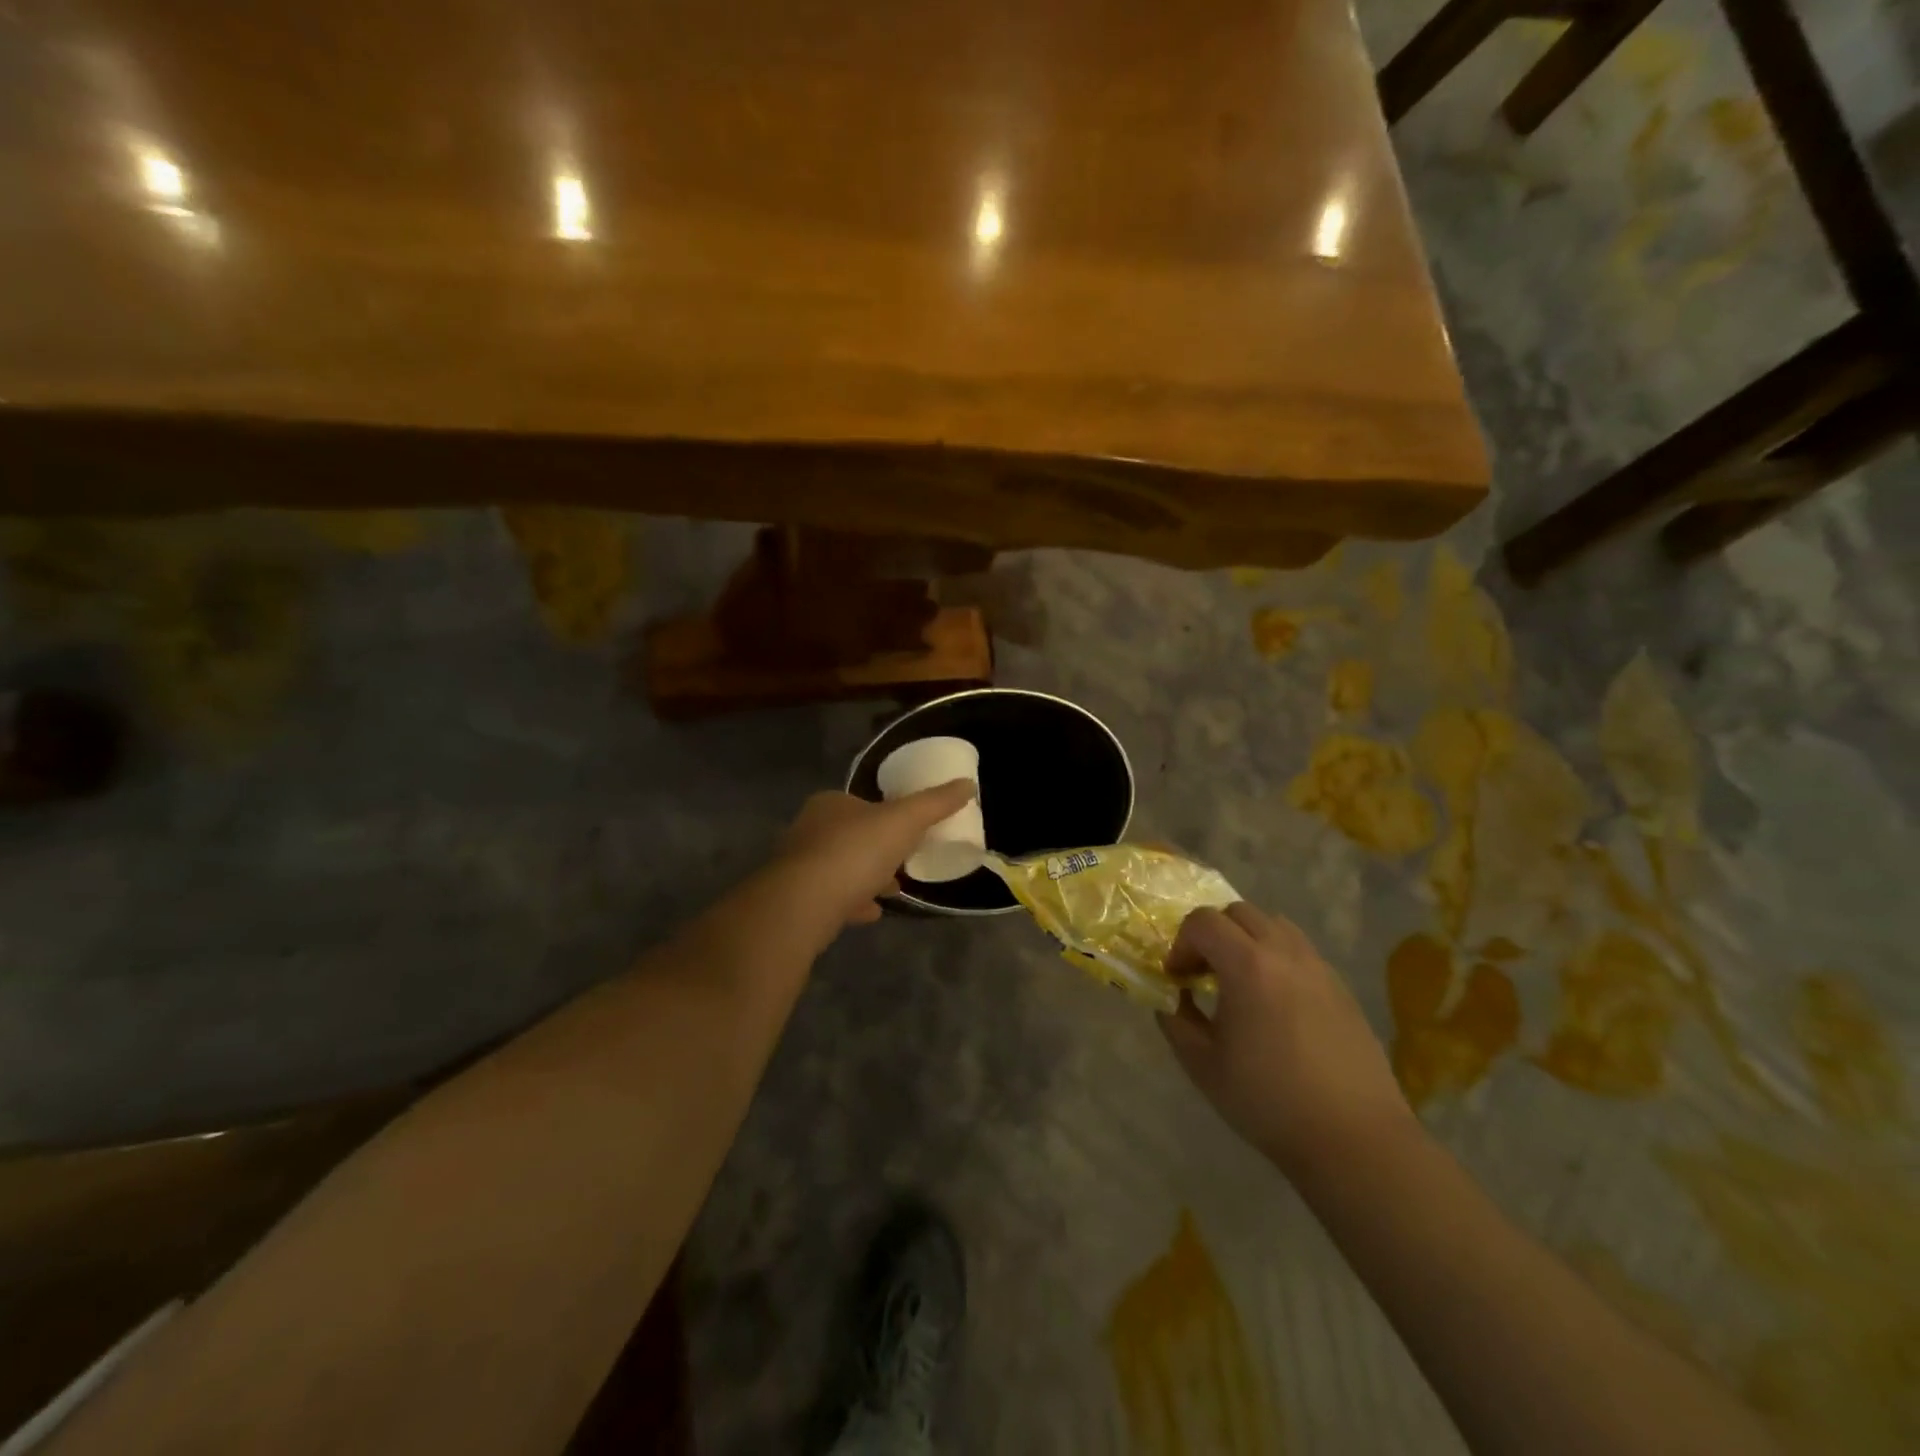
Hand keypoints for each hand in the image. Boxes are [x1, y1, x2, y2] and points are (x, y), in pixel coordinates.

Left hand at [777, 783, 976, 928]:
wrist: (804, 904)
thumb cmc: (855, 851)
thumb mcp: (904, 821)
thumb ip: (935, 803)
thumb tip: (967, 784)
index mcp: (830, 804)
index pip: (860, 804)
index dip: (885, 817)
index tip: (908, 834)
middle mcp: (809, 830)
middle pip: (851, 837)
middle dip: (877, 850)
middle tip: (903, 864)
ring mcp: (799, 867)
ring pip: (840, 869)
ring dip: (865, 878)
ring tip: (892, 891)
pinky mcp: (796, 901)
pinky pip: (831, 899)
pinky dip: (851, 903)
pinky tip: (870, 913)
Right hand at [1159, 903, 1416, 1178]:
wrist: (1354, 1138)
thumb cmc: (1269, 1100)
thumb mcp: (1203, 1065)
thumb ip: (1176, 1022)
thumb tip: (1171, 1000)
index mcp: (1247, 965)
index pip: (1203, 921)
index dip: (1181, 944)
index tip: (1178, 979)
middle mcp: (1284, 953)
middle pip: (1238, 912)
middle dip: (1212, 933)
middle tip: (1204, 973)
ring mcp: (1318, 967)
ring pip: (1274, 925)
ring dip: (1247, 939)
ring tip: (1241, 981)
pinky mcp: (1341, 988)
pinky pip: (1300, 951)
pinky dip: (1277, 958)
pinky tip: (1275, 1003)